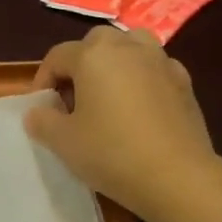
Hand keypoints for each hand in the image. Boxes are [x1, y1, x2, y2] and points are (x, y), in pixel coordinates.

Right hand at [25, 25, 216, 221]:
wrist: (177, 177)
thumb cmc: (111, 153)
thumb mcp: (63, 142)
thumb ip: (42, 121)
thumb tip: (37, 112)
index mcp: (94, 55)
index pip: (57, 56)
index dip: (43, 80)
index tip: (41, 109)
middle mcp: (128, 47)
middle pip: (96, 44)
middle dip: (79, 66)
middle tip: (73, 100)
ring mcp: (161, 62)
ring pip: (130, 48)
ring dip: (114, 64)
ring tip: (107, 97)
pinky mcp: (184, 83)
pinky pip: (154, 70)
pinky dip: (141, 80)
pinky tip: (138, 111)